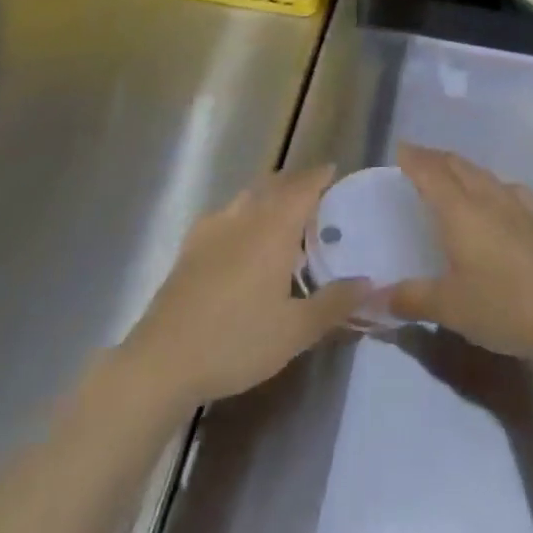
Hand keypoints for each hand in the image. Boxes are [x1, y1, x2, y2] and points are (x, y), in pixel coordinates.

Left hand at [121, 167, 370, 412]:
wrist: (164, 360)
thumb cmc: (237, 341)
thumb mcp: (296, 331)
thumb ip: (335, 303)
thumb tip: (369, 282)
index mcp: (274, 230)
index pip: (302, 188)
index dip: (319, 176)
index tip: (333, 171)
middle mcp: (245, 218)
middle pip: (274, 186)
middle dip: (296, 182)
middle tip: (315, 192)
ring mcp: (212, 229)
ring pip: (247, 196)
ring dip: (268, 194)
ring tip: (282, 211)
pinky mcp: (190, 247)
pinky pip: (224, 214)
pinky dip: (242, 212)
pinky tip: (240, 234)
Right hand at [388, 145, 532, 363]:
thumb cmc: (506, 306)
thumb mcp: (450, 309)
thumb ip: (411, 299)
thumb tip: (375, 298)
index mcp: (461, 211)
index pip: (431, 173)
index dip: (414, 158)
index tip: (401, 148)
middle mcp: (489, 200)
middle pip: (459, 166)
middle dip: (436, 158)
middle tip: (419, 159)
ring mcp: (521, 208)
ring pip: (486, 175)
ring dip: (465, 169)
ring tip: (454, 174)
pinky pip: (510, 191)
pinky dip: (494, 186)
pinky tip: (500, 200)